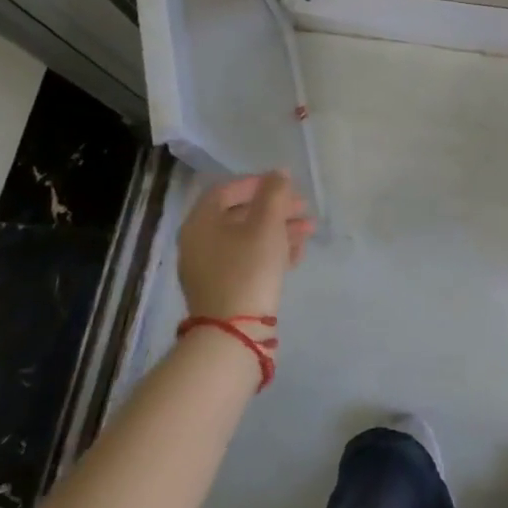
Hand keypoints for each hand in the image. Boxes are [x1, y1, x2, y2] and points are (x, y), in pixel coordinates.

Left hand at [177, 171, 313, 320]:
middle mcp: (199, 242)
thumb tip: (279, 174)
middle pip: (240, 214)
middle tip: (304, 209)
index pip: (226, 190)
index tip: (285, 185)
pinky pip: (247, 259)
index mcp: (200, 222)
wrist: (234, 333)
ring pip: (247, 238)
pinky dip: (270, 252)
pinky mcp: (223, 288)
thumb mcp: (266, 225)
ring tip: (308, 232)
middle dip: (275, 208)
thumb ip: (275, 194)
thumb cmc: (248, 269)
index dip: (257, 183)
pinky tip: (296, 255)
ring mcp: (209, 268)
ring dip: (279, 230)